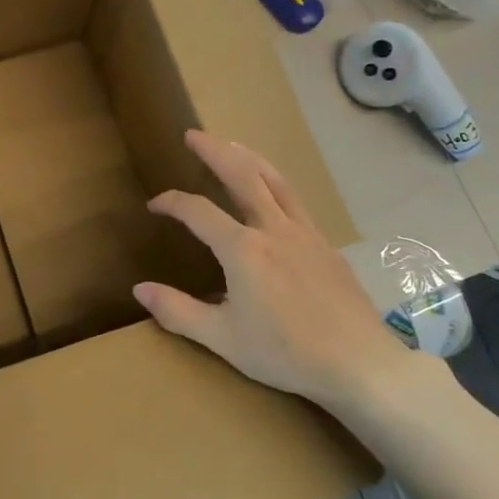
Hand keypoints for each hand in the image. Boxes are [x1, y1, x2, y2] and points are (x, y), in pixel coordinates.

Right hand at [132, 131, 419, 413]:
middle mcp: (273, 229)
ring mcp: (305, 233)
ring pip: (275, 180)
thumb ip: (177, 311)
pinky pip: (295, 201)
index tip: (155, 204)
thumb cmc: (285, 353)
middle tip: (194, 135)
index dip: (172, 202)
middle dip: (214, 150)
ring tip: (232, 145)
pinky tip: (272, 194)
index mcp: (243, 249)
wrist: (359, 363)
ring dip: (249, 157)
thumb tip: (140, 289)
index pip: (198, 211)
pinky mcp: (326, 245)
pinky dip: (275, 183)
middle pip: (242, 174)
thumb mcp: (222, 338)